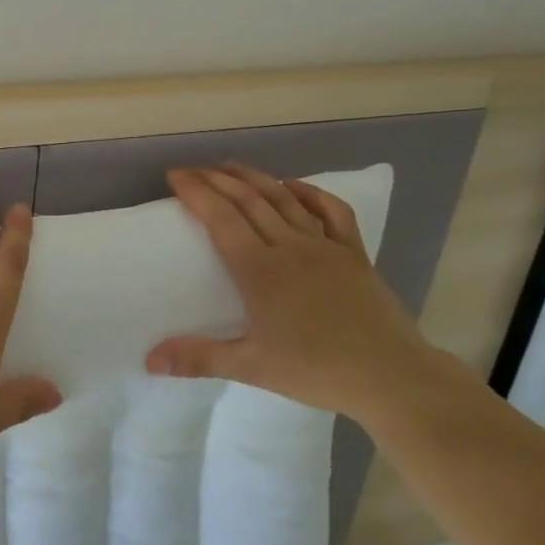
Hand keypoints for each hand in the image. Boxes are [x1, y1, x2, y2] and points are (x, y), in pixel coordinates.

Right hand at [145, 163, 440, 419]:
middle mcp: (290, 246)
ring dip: (253, 177)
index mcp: (260, 269)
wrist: (394, 378)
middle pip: (248, 199)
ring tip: (229, 166)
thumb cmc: (318, 371)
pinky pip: (331, 210)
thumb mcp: (252, 368)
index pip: (220, 217)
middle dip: (216, 178)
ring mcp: (325, 246)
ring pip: (283, 198)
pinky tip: (292, 185)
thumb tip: (149, 360)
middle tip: (191, 169)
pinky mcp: (354, 253)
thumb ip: (199, 358)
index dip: (195, 191)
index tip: (174, 176)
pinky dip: (309, 192)